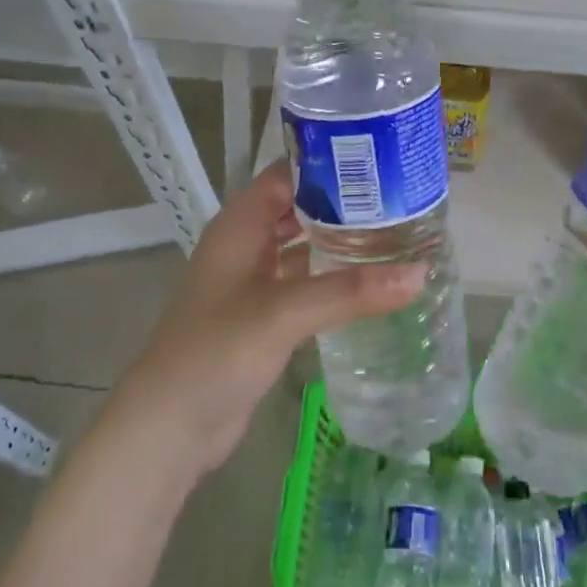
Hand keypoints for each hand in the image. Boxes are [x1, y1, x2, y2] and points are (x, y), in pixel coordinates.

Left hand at [111, 160, 426, 480]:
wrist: (168, 429)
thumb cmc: (216, 351)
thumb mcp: (283, 313)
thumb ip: (349, 292)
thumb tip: (419, 273)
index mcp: (240, 223)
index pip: (288, 172)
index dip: (328, 161)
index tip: (379, 158)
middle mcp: (245, 243)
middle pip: (298, 206)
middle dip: (341, 200)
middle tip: (399, 195)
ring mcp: (252, 280)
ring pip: (301, 244)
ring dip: (337, 238)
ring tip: (393, 230)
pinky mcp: (261, 315)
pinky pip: (302, 281)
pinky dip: (330, 275)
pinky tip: (368, 280)